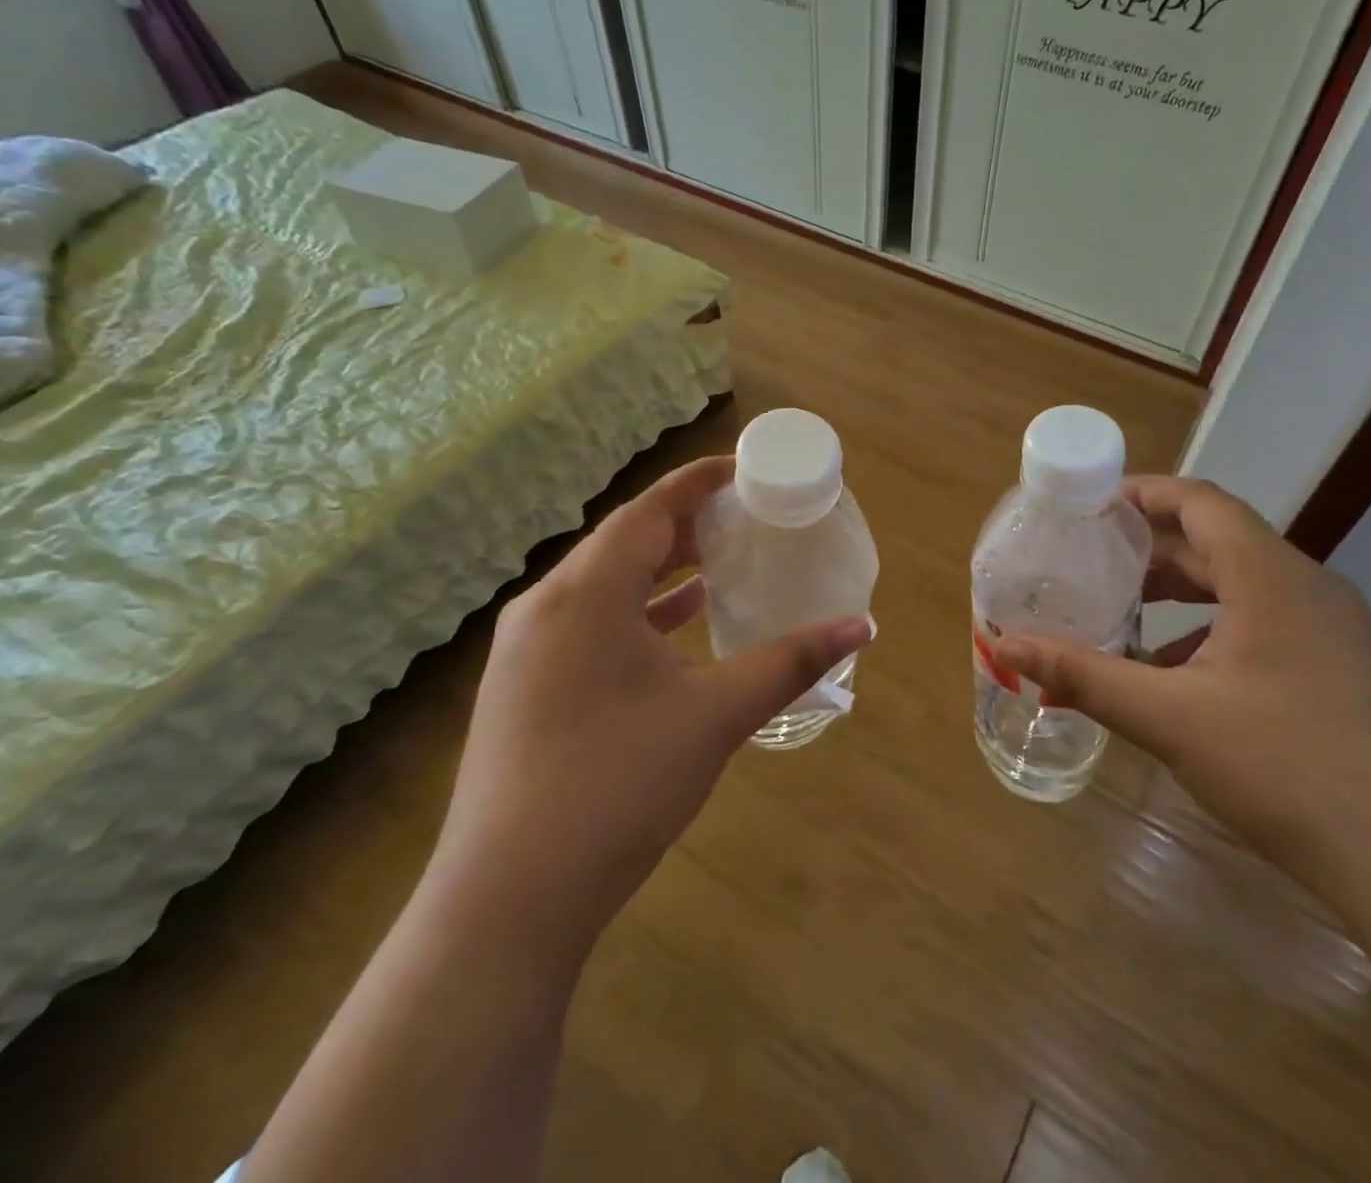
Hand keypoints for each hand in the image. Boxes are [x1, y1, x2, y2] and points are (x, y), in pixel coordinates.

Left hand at [436, 456, 870, 937]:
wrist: (508, 900)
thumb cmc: (618, 784)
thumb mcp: (716, 715)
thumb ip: (790, 662)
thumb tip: (862, 626)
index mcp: (586, 594)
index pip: (648, 511)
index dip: (697, 483)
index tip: (742, 470)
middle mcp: (545, 607)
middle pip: (621, 541)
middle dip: (681, 524)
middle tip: (739, 519)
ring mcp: (524, 651)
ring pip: (601, 585)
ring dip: (657, 570)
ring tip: (714, 565)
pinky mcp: (521, 689)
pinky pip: (586, 624)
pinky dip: (634, 614)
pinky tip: (672, 628)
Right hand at [991, 476, 1370, 920]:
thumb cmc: (1286, 769)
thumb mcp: (1169, 718)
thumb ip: (1083, 675)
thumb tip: (1004, 647)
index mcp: (1270, 576)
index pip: (1200, 501)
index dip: (1141, 494)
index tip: (1088, 506)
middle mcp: (1308, 587)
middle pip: (1218, 540)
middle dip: (1150, 548)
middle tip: (1090, 562)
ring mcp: (1335, 629)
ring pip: (1242, 585)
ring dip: (1181, 592)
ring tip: (1124, 614)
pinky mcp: (1344, 668)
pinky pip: (1266, 624)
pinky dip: (1213, 631)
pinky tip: (1178, 677)